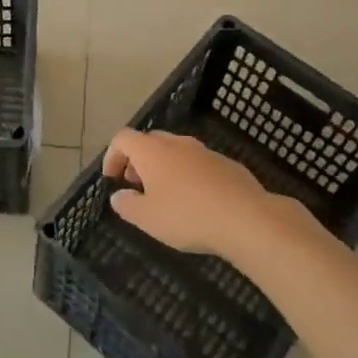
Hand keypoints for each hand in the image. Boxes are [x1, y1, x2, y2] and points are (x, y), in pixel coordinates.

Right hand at [103, 128, 313, 268]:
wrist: (246, 218)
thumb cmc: (187, 216)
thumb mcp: (148, 219)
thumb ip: (128, 205)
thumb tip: (119, 196)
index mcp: (153, 151)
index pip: (123, 138)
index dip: (112, 155)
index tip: (112, 178)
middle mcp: (177, 143)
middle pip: (150, 141)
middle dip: (138, 160)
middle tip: (136, 184)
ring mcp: (205, 151)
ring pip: (176, 151)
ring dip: (164, 167)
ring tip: (165, 195)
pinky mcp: (227, 164)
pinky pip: (198, 163)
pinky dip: (188, 175)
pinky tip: (196, 201)